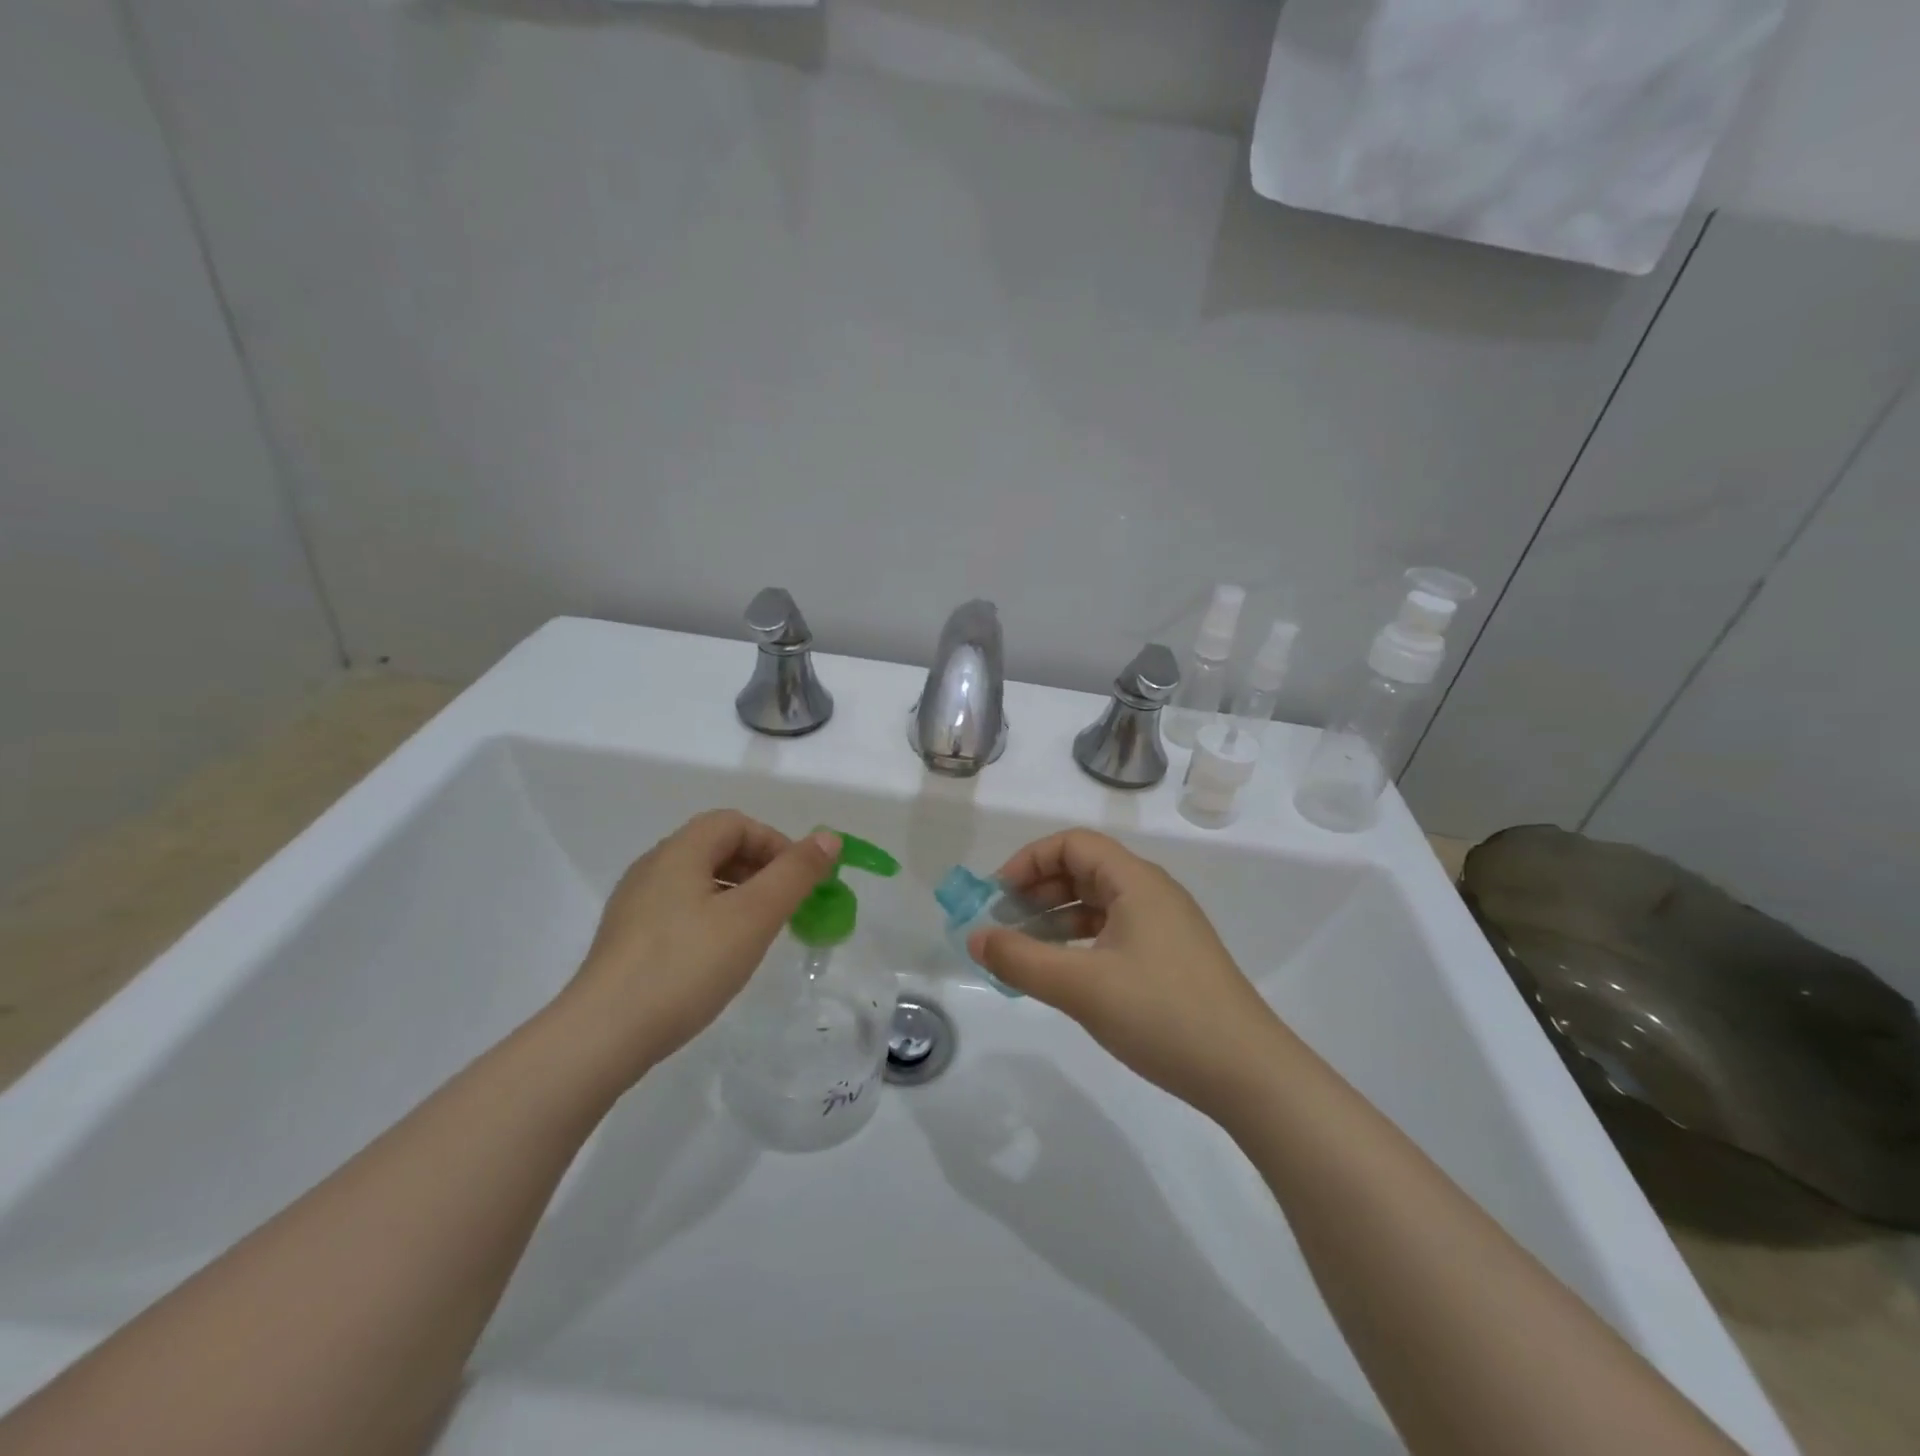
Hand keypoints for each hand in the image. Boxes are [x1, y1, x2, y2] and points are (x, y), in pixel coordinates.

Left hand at [557, 811, 839, 1083]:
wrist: (602, 1036)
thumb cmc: (686, 966)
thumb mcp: (754, 916)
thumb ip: (795, 873)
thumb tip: (829, 837)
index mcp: (679, 851)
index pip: (735, 823)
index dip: (775, 842)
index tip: (800, 880)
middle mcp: (653, 867)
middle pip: (716, 848)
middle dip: (760, 868)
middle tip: (786, 906)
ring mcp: (634, 905)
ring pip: (699, 881)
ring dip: (738, 894)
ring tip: (759, 932)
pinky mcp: (627, 939)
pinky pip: (680, 910)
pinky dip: (712, 917)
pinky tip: (720, 956)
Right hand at [969, 829, 1290, 1116]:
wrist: (1249, 1074)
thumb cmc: (1162, 1015)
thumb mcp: (1081, 987)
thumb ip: (1021, 959)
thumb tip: (975, 937)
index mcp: (1137, 882)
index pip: (1074, 844)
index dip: (1029, 861)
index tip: (997, 897)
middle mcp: (1153, 893)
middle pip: (1085, 870)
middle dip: (1038, 890)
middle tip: (1003, 923)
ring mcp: (1166, 927)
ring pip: (1099, 903)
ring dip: (1057, 918)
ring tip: (1024, 949)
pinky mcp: (1172, 958)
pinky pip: (1115, 932)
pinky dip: (1081, 941)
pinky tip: (1063, 972)